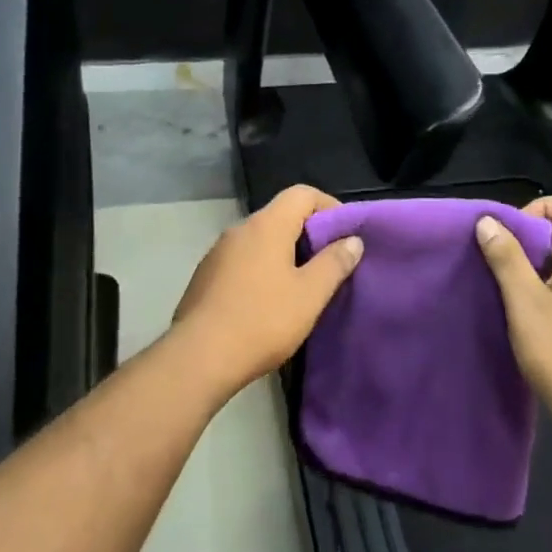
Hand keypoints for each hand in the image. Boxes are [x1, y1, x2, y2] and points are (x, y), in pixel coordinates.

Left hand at [171, 185, 363, 399]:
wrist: (198, 357)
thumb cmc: (262, 321)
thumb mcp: (310, 295)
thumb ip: (334, 263)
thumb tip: (353, 240)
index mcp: (266, 225)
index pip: (302, 194)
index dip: (329, 206)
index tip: (346, 234)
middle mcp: (239, 229)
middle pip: (281, 215)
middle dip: (309, 233)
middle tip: (330, 263)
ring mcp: (218, 252)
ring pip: (260, 240)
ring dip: (284, 253)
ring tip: (303, 285)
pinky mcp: (205, 276)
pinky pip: (242, 261)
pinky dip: (262, 269)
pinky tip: (269, 301)